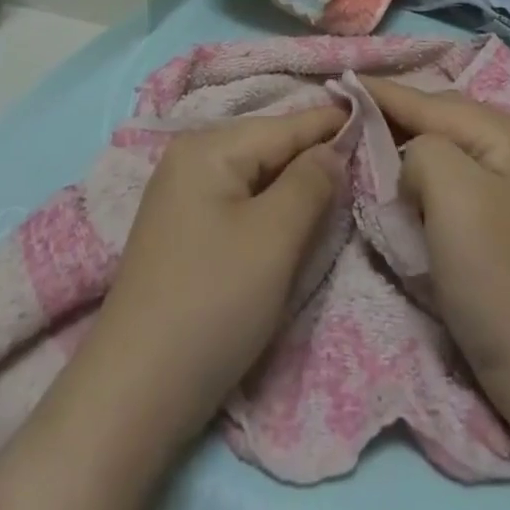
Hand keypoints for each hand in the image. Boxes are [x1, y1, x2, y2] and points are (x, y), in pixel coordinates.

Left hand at [0, 105, 345, 509]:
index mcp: (209, 146)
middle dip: (314, 154)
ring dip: (294, 183)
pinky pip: (239, 200)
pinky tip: (292, 216)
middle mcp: (190, 157)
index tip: (375, 115)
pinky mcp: (182, 230)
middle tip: (365, 159)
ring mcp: (181, 195)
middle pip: (268, 146)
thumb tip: (332, 150)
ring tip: (338, 186)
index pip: (286, 125)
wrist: (134, 393)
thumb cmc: (213, 303)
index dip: (332, 124)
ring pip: (255, 175)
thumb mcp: (274, 238)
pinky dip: (270, 205)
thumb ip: (310, 182)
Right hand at [362, 79, 509, 379]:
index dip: (381, 93)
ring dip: (408, 150)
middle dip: (395, 117)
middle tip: (347, 115)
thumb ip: (421, 148)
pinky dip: (424, 181)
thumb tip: (413, 163)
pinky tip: (404, 187)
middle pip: (441, 119)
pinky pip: (453, 184)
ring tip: (368, 144)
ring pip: (446, 151)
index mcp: (508, 131)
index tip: (338, 82)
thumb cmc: (500, 274)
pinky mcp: (505, 223)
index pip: (430, 101)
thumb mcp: (453, 190)